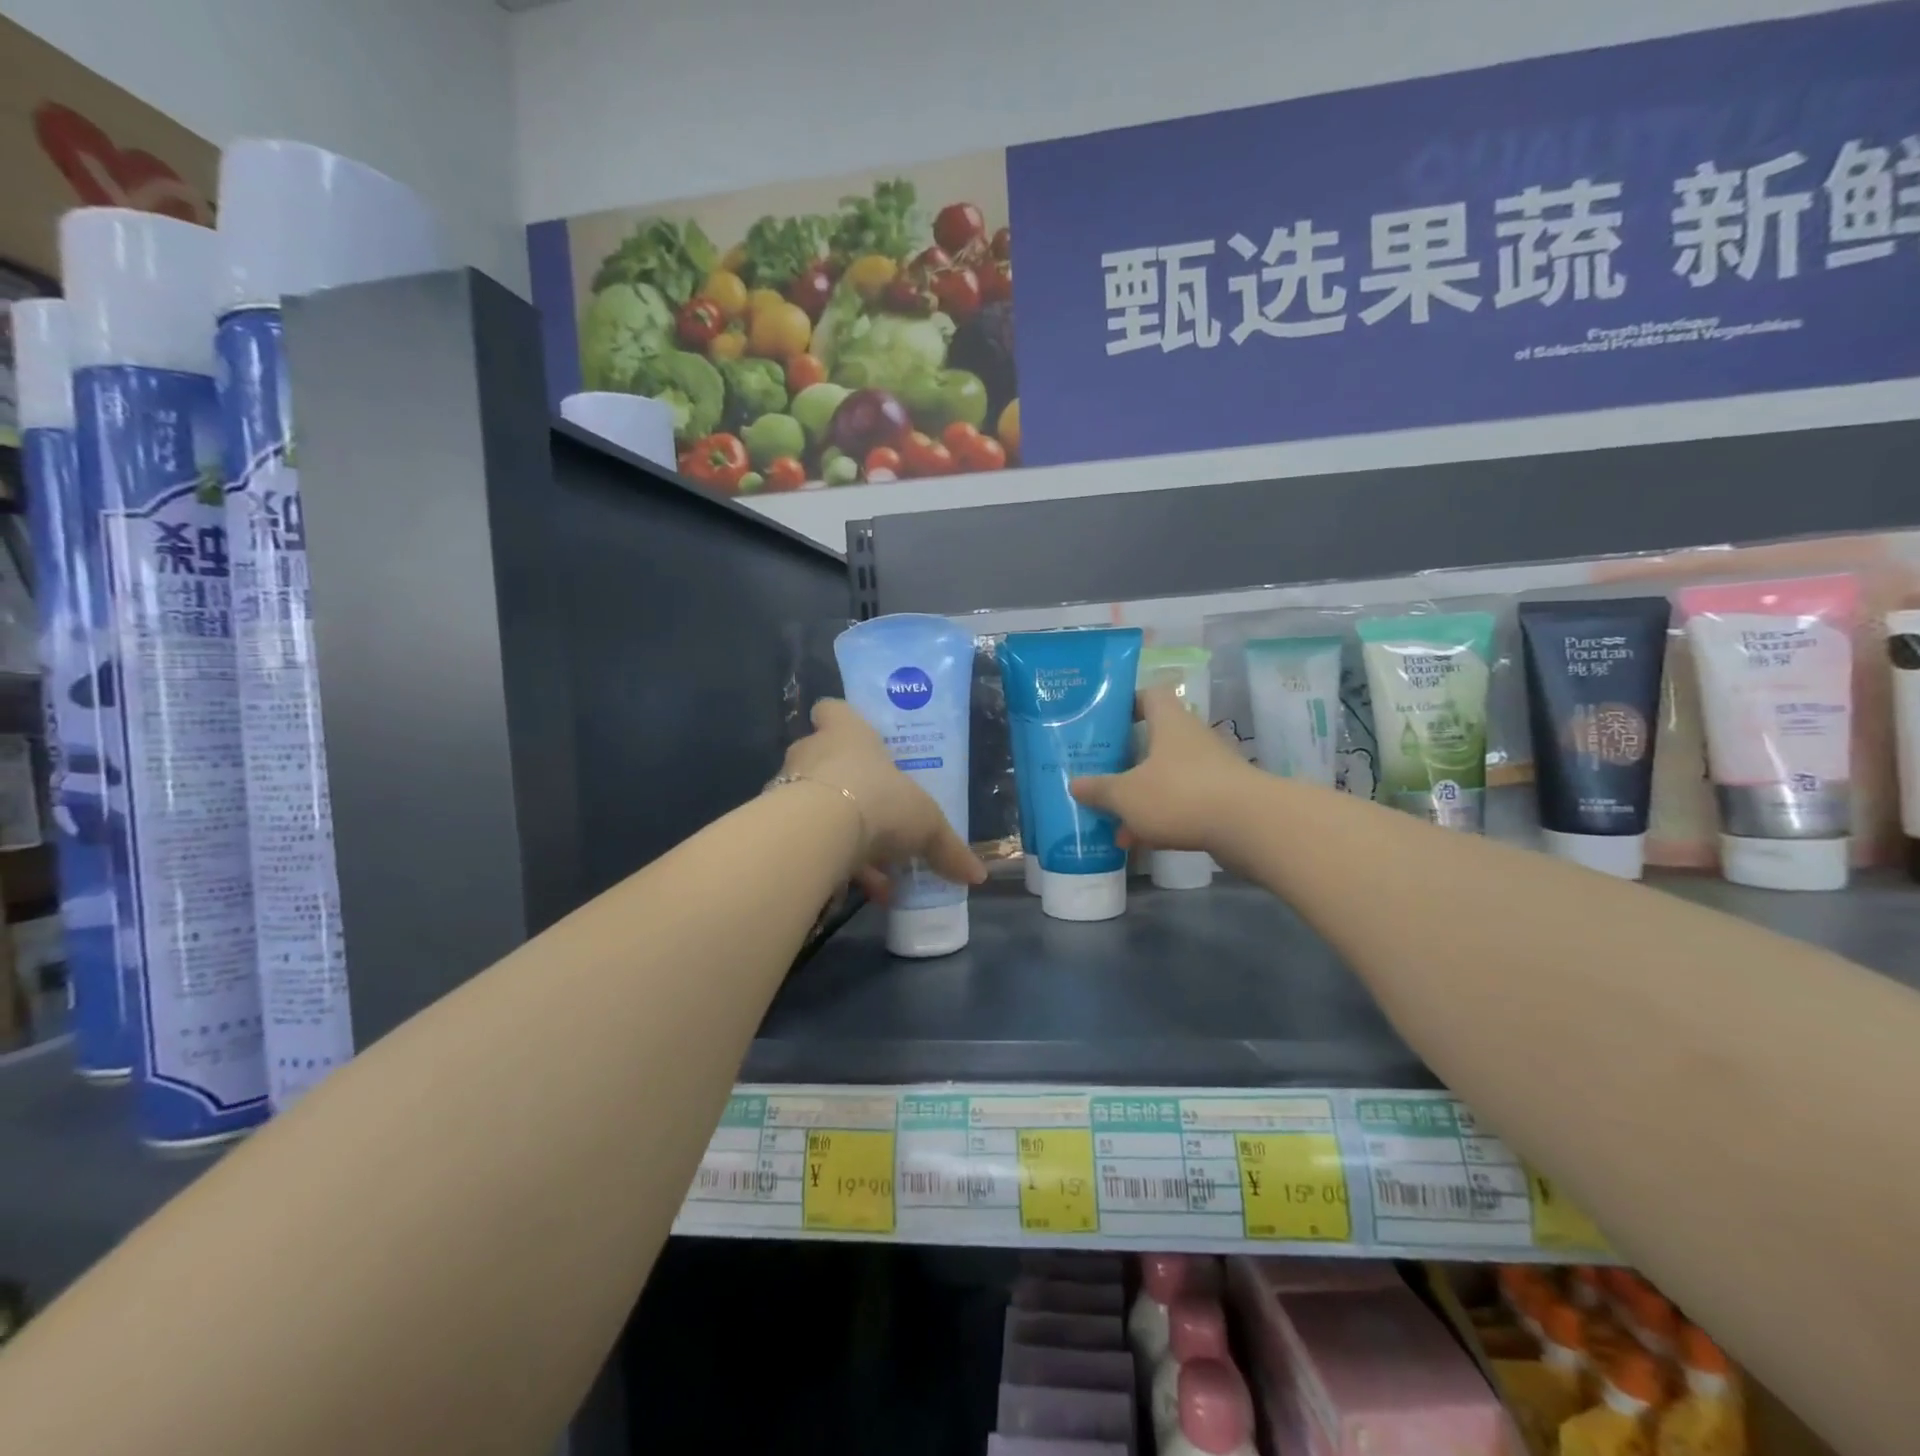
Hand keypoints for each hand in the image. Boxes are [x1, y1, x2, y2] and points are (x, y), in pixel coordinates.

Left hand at [781, 698, 986, 899]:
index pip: (832, 709)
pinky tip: (851, 890)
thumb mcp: (926, 823)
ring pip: (815, 806)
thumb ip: (948, 847)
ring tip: (874, 873)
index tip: (858, 740)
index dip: (842, 721)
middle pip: (823, 760)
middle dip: (847, 788)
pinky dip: (827, 861)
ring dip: (841, 834)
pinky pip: (805, 840)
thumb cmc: (879, 798)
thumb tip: (979, 875)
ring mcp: (788, 787)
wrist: (818, 831)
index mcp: (848, 733)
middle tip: (875, 816)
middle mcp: (812, 752)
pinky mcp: (777, 824)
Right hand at [1069, 686, 1257, 855]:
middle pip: (1155, 741)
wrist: (1250, 827)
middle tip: (1100, 775)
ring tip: (1113, 822)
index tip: (1104, 721)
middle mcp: (1192, 739)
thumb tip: (1074, 784)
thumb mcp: (1126, 795)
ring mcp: (1211, 770)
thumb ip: (1099, 789)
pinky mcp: (1223, 801)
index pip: (1149, 696)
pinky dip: (1161, 818)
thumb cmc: (1180, 794)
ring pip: (1167, 777)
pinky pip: (1183, 803)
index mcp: (1169, 723)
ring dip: (1141, 796)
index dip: (1126, 704)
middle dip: (1127, 761)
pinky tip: (1140, 842)